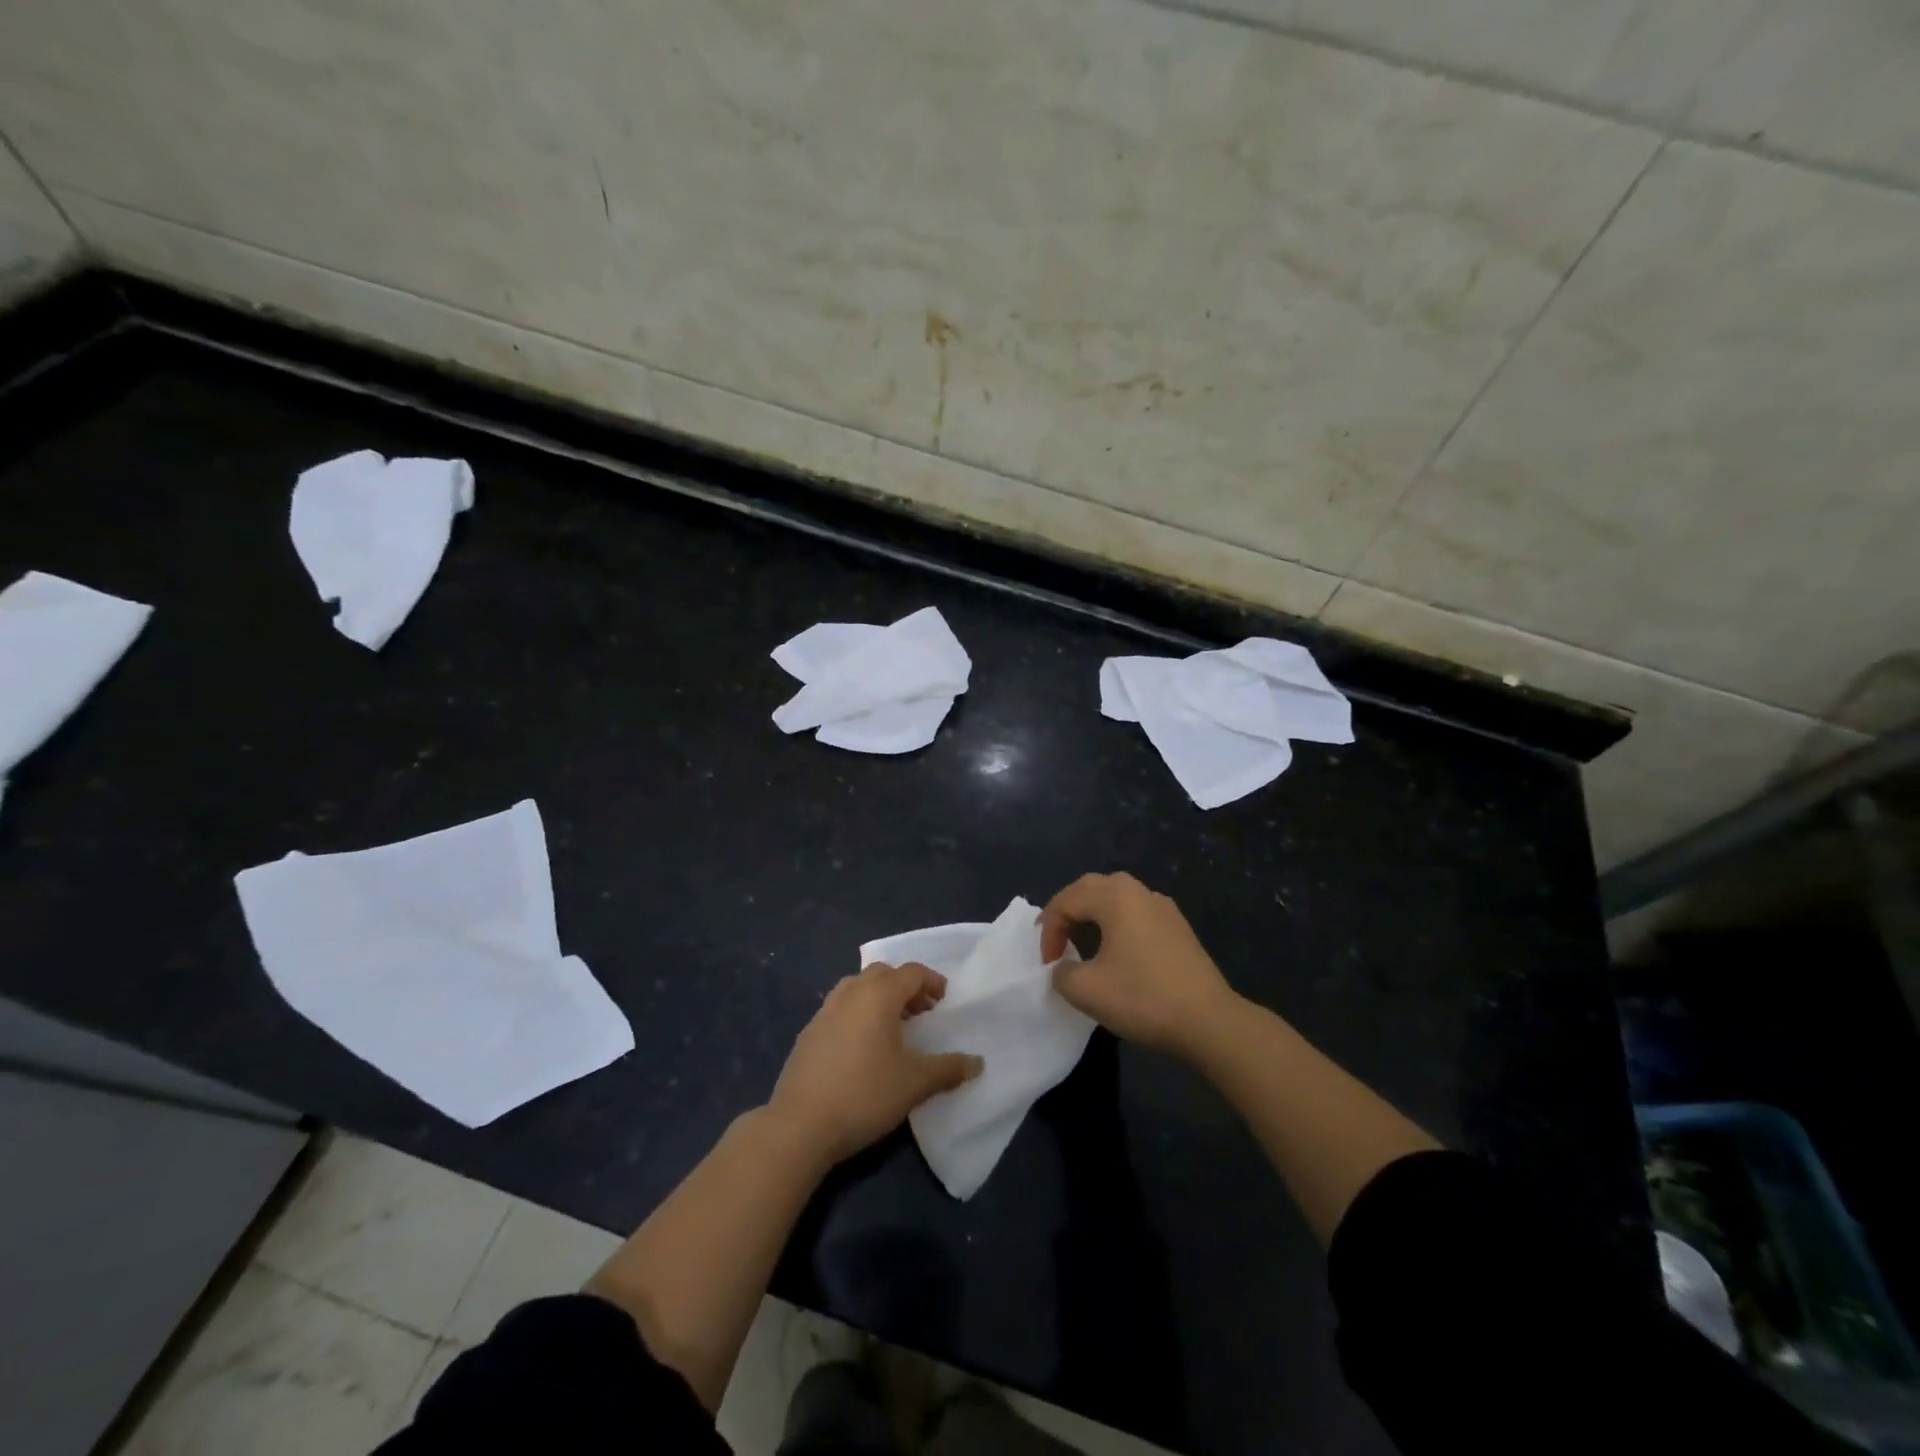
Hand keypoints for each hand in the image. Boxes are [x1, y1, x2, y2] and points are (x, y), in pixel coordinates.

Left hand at [767, 962, 982, 1167]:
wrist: (800, 1125)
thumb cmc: (864, 1095)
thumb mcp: (914, 1084)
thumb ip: (948, 1069)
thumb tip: (978, 1062)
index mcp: (878, 995)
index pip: (911, 972)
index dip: (932, 981)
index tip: (945, 1000)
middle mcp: (850, 993)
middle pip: (882, 973)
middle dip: (904, 986)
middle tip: (921, 1012)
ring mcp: (824, 1011)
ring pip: (856, 987)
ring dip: (878, 997)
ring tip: (892, 1027)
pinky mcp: (808, 1033)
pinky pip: (839, 1008)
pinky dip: (857, 1013)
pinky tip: (862, 1047)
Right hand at [1040, 872, 1239, 1058]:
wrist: (1209, 1021)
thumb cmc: (1143, 998)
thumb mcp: (1086, 990)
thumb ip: (1061, 973)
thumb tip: (1065, 968)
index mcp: (1115, 897)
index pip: (1067, 900)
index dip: (1049, 930)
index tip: (1048, 964)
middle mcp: (1139, 891)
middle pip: (1091, 887)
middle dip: (1067, 911)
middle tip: (1056, 940)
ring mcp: (1164, 907)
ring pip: (1117, 897)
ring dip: (1093, 914)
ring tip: (1082, 942)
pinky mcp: (1179, 928)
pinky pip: (1137, 913)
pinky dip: (1117, 923)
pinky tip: (1118, 951)